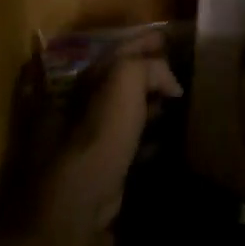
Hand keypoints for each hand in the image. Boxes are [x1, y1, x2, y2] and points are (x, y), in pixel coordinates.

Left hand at [2, 32, 180, 245]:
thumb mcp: (122, 83)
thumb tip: (169, 80)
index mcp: (81, 77)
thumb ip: (146, 68)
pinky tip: (162, 138)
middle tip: (175, 71)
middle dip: (145, 71)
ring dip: (147, 102)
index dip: (143, 42)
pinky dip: (144, 135)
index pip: (117, 49)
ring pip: (121, 108)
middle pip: (118, 77)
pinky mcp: (96, 164)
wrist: (69, 204)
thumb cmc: (94, 137)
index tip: (169, 41)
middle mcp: (77, 101)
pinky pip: (126, 140)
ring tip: (173, 101)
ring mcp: (84, 134)